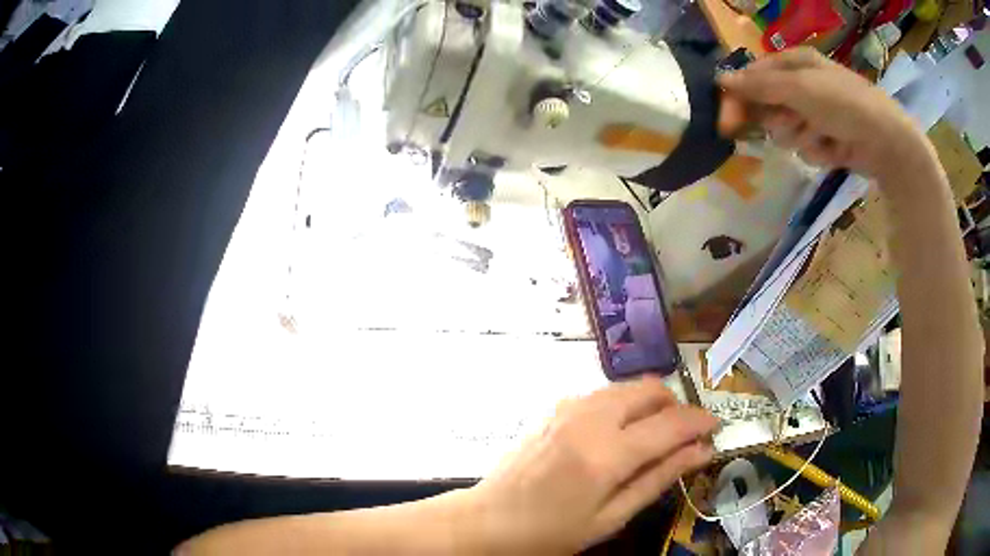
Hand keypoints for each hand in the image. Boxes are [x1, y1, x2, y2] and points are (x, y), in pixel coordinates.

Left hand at [463, 376, 717, 554]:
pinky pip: (603, 394)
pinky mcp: (555, 409)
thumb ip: (658, 479)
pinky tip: (620, 434)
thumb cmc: (550, 532)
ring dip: (651, 403)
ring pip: (627, 387)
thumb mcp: (610, 517)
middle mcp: (589, 418)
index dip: (700, 422)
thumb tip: (701, 451)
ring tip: (656, 436)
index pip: (671, 423)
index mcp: (606, 453)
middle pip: (650, 389)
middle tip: (684, 436)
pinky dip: (624, 405)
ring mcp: (568, 408)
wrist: (487, 521)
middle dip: (676, 406)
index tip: (716, 428)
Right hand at [717, 48, 934, 184]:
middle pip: (770, 104)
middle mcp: (804, 85)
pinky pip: (809, 147)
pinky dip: (818, 151)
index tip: (727, 122)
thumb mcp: (800, 89)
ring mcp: (817, 113)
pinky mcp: (829, 139)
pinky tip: (834, 149)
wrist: (887, 142)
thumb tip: (721, 78)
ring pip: (788, 130)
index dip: (739, 97)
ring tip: (821, 136)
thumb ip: (761, 85)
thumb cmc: (844, 105)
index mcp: (795, 63)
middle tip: (789, 127)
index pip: (754, 76)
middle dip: (778, 119)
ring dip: (801, 137)